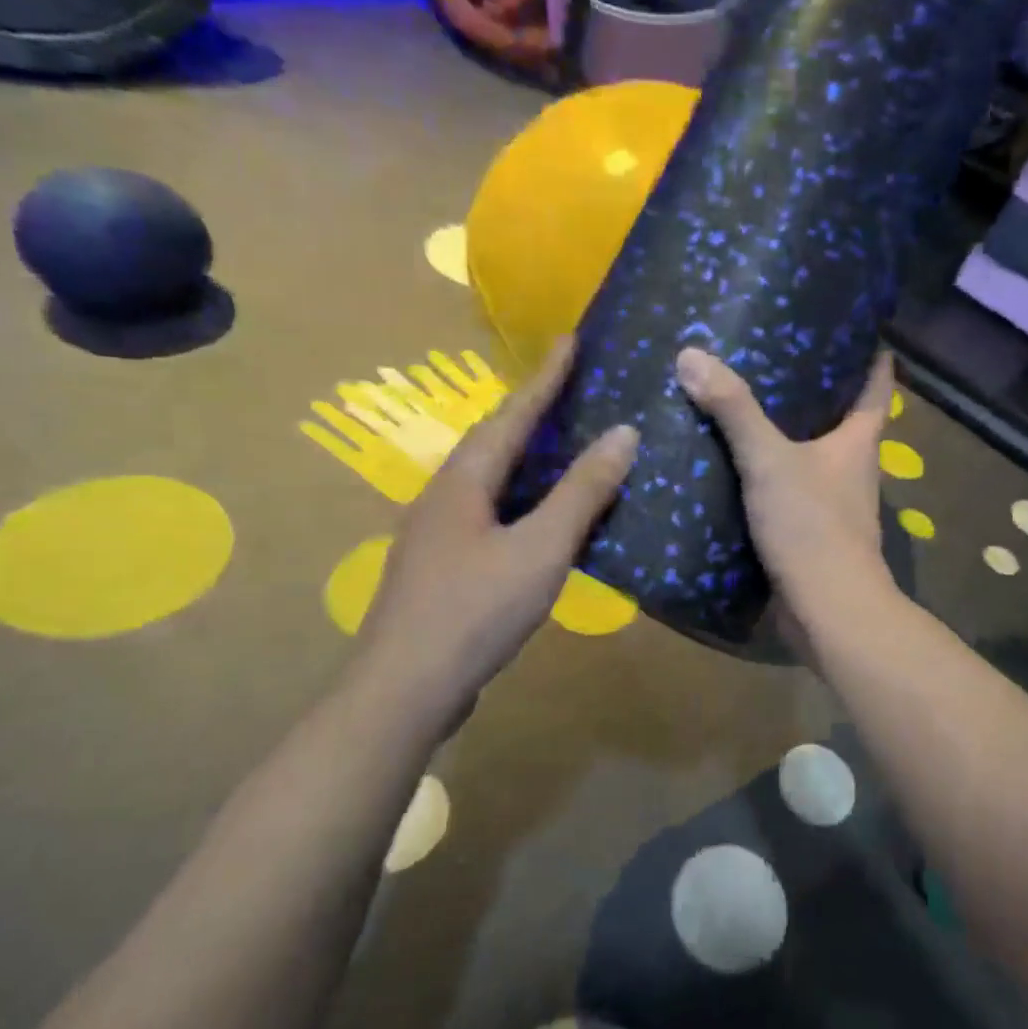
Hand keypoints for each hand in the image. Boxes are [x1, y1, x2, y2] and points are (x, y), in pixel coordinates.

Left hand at [353, 336, 637, 711]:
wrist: (405, 689)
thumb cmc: (475, 610)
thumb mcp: (541, 548)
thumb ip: (582, 492)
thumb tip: (623, 433)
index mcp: (465, 481)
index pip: (513, 414)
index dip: (545, 377)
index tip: (570, 339)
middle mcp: (446, 496)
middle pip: (495, 440)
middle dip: (534, 410)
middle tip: (573, 386)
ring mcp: (440, 533)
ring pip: (492, 478)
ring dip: (528, 455)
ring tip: (565, 441)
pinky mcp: (446, 566)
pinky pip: (493, 512)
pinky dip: (524, 498)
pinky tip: (545, 514)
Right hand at [674, 346, 894, 605]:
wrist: (827, 610)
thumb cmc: (812, 527)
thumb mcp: (769, 461)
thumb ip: (734, 410)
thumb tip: (692, 354)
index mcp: (858, 442)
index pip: (877, 386)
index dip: (872, 354)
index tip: (856, 325)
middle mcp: (852, 469)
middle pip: (843, 419)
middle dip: (816, 390)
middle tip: (774, 356)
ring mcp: (833, 505)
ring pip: (812, 457)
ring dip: (787, 435)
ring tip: (744, 406)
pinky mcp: (810, 533)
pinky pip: (788, 492)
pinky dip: (767, 476)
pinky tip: (733, 467)